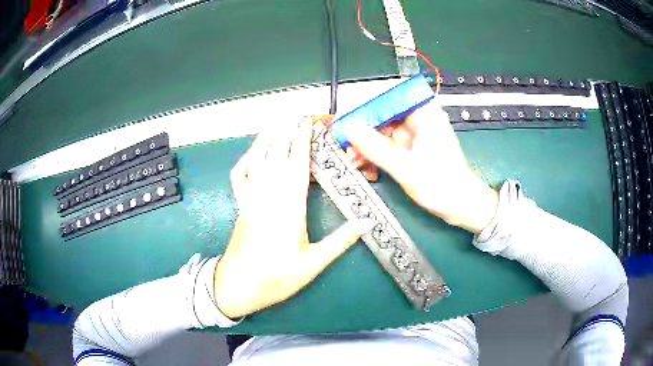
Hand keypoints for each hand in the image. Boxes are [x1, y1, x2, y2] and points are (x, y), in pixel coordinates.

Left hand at [213, 117, 375, 318]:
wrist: (237, 287)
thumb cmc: (275, 279)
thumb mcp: (312, 264)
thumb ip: (340, 241)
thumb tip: (367, 222)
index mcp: (288, 209)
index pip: (297, 165)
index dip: (304, 141)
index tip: (310, 123)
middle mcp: (267, 197)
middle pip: (277, 155)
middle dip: (289, 130)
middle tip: (300, 114)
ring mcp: (250, 198)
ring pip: (257, 159)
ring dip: (268, 137)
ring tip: (279, 120)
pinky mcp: (240, 204)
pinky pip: (240, 175)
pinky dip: (247, 158)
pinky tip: (255, 150)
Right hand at [345, 102, 498, 233]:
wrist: (461, 206)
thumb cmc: (440, 185)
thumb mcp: (404, 167)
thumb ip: (375, 147)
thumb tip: (349, 128)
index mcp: (424, 113)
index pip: (389, 96)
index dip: (365, 104)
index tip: (346, 116)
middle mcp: (419, 118)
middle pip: (384, 113)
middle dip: (363, 129)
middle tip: (343, 141)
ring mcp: (415, 133)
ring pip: (383, 130)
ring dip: (366, 143)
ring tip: (351, 157)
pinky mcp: (412, 146)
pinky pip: (388, 144)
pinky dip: (376, 153)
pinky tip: (363, 163)